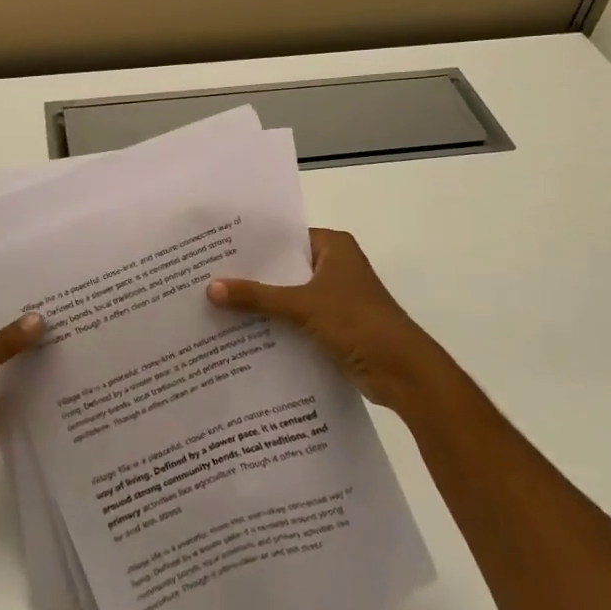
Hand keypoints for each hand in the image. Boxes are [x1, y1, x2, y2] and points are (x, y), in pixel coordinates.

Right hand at [208, 229, 441, 411]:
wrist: (403, 373)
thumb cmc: (357, 322)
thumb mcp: (302, 305)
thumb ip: (257, 297)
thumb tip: (210, 288)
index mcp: (333, 246)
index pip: (285, 236)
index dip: (253, 243)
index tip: (216, 246)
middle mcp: (334, 265)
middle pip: (284, 266)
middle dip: (252, 275)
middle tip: (207, 275)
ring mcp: (335, 297)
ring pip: (288, 294)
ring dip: (262, 302)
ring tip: (216, 302)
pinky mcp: (333, 325)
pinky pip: (296, 318)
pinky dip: (275, 323)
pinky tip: (241, 330)